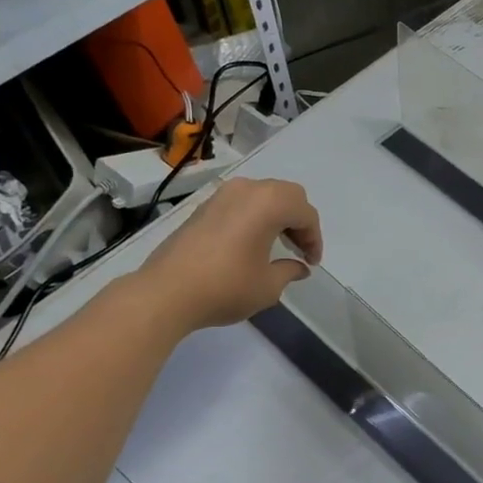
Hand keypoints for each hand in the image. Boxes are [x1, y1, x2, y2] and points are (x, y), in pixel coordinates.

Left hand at [138, 177, 322, 329]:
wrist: (167, 292)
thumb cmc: (226, 287)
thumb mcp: (268, 286)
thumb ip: (289, 271)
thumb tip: (299, 267)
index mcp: (269, 203)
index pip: (305, 214)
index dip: (314, 239)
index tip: (311, 262)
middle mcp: (247, 189)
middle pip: (287, 195)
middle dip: (298, 221)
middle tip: (299, 249)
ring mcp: (222, 195)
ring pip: (263, 195)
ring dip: (277, 216)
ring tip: (278, 245)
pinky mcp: (204, 207)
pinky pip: (241, 203)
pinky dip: (255, 217)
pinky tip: (251, 243)